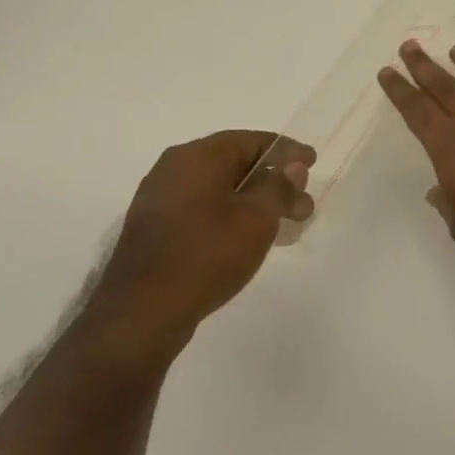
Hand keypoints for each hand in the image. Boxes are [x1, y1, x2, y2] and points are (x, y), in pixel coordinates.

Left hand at [87, 131, 314, 364]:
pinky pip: (202, 208)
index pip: (251, 140)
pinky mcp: (155, 228)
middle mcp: (174, 169)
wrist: (142, 313)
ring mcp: (160, 199)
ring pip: (220, 189)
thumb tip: (292, 166)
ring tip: (283, 226)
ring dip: (255, 202)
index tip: (312, 163)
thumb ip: (279, 187)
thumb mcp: (257, 218)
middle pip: (235, 163)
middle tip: (303, 206)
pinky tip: (250, 238)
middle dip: (274, 182)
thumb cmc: (206, 255)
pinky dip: (231, 215)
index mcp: (197, 157)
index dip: (286, 151)